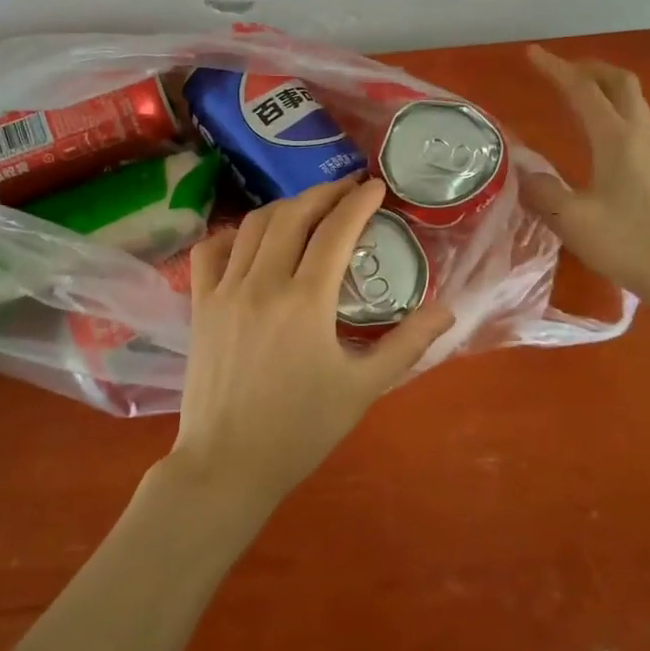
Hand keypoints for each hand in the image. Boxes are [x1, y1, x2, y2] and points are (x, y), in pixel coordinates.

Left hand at [170, 177, 455, 515]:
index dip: (358, 202)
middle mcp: (263, 283)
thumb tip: (449, 310)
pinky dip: (234, 233)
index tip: (376, 186)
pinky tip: (252, 238)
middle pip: (294, 215)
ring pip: (254, 225)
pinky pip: (211, 250)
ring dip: (285, 207)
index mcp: (306, 301)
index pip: (336, 231)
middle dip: (323, 193)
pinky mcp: (199, 304)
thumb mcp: (363, 388)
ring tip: (308, 208)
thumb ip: (407, 344)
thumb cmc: (301, 430)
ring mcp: (225, 290)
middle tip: (347, 189)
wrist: (228, 464)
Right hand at [523, 45, 649, 328]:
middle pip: (620, 82)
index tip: (531, 54)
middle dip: (589, 68)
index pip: (583, 91)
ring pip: (630, 101)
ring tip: (575, 93)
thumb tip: (522, 171)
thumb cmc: (632, 244)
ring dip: (603, 86)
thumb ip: (542, 192)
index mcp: (616, 140)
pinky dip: (611, 110)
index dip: (555, 69)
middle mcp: (637, 137)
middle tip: (560, 71)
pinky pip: (633, 122)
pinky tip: (595, 133)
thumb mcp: (574, 221)